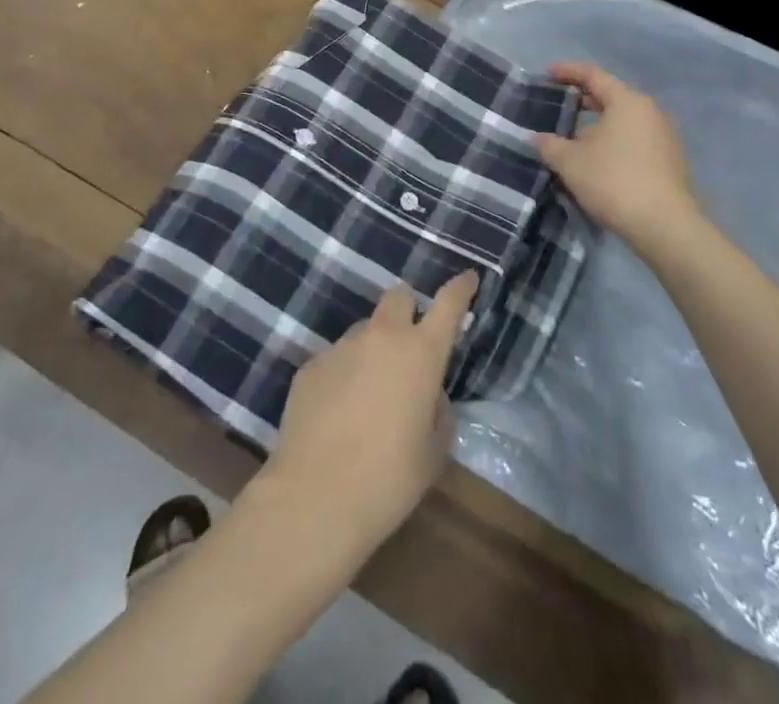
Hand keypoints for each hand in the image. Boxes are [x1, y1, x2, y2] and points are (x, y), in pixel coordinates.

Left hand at [260, 271, 478, 563]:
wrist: (314, 499)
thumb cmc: (388, 480)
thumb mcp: (433, 452)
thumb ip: (439, 411)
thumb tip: (428, 394)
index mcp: (420, 353)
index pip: (448, 304)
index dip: (460, 288)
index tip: (468, 278)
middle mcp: (381, 337)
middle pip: (399, 296)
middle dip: (408, 310)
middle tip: (409, 346)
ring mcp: (341, 347)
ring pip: (364, 330)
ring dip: (373, 349)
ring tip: (368, 396)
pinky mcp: (310, 365)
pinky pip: (335, 359)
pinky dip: (343, 375)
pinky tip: (337, 415)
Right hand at [535, 61, 702, 253]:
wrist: (665, 226)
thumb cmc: (614, 181)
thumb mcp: (570, 162)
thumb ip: (550, 144)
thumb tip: (539, 138)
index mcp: (627, 101)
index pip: (593, 74)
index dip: (567, 71)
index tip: (546, 73)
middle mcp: (649, 111)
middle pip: (610, 95)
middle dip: (582, 99)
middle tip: (557, 105)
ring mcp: (663, 135)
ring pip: (623, 119)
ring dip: (597, 123)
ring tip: (573, 136)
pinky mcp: (669, 159)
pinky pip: (634, 138)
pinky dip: (613, 140)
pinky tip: (597, 159)